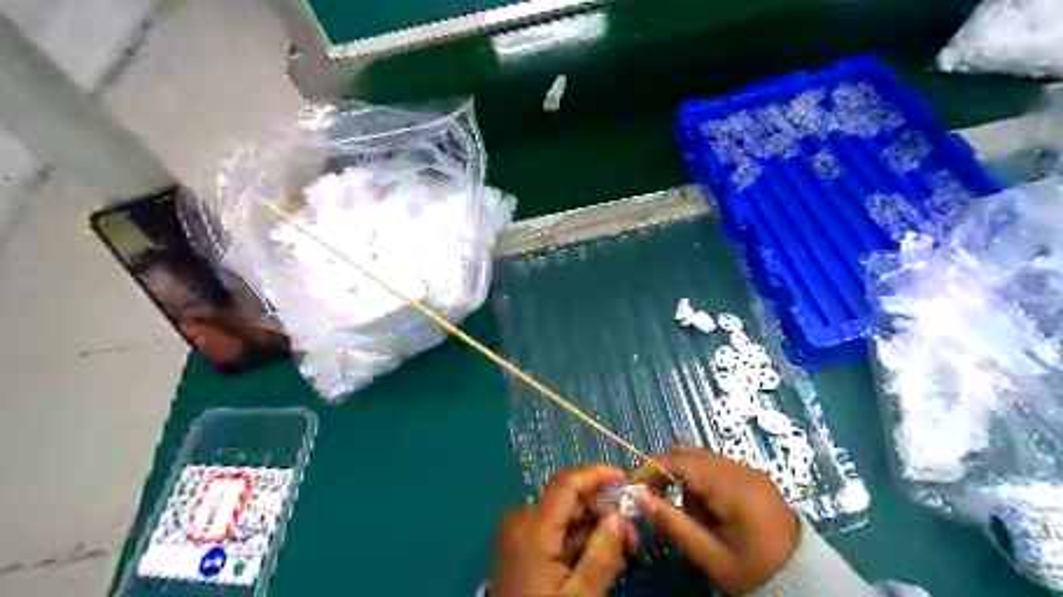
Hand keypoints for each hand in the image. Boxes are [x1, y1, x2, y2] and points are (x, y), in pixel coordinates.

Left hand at [491, 468, 634, 594]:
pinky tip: (599, 557)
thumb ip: (603, 554)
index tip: (627, 480)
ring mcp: (518, 534)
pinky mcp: (520, 548)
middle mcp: (521, 521)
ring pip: (562, 516)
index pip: (567, 483)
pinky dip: (577, 539)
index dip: (597, 475)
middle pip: (567, 499)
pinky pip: (553, 532)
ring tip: (622, 551)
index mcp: (533, 527)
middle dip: (602, 509)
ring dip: (593, 526)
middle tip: (632, 536)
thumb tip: (621, 517)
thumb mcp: (580, 596)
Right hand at [630, 448, 797, 592]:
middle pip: (691, 453)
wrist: (802, 581)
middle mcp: (742, 470)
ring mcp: (750, 470)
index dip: (653, 468)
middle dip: (668, 472)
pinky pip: (717, 467)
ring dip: (685, 477)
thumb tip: (640, 498)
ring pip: (702, 458)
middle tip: (657, 499)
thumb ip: (673, 523)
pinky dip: (702, 481)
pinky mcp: (754, 476)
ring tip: (691, 513)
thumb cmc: (752, 571)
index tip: (636, 487)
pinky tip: (709, 508)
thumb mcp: (709, 555)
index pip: (682, 461)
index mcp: (733, 488)